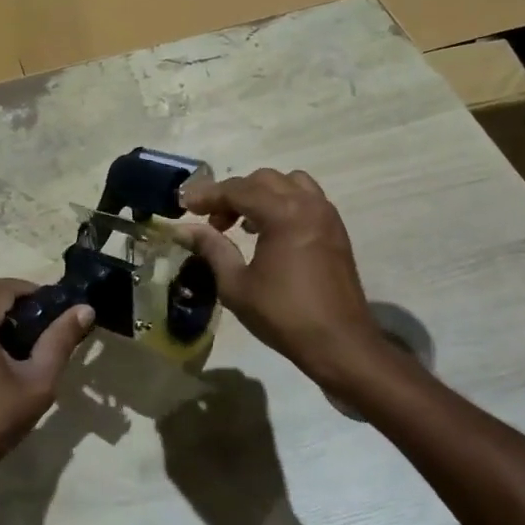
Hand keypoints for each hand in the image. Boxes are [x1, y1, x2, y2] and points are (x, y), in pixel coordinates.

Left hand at [0, 279, 93, 488]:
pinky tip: (2, 346)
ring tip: (28, 336)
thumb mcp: (37, 381)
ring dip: (0, 310)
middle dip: (18, 301)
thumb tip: (85, 309)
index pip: (6, 287)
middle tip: (46, 324)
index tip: (59, 311)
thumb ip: (60, 339)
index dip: (35, 293)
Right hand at [176, 169, 408, 395]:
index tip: (183, 205)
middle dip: (233, 194)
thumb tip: (184, 229)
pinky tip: (269, 233)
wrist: (340, 344)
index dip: (207, 195)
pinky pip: (306, 199)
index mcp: (283, 214)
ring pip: (288, 183)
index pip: (237, 190)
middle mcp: (308, 204)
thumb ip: (211, 249)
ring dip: (261, 194)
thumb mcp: (236, 285)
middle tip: (212, 222)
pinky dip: (283, 203)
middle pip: (262, 180)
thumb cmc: (284, 315)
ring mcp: (326, 215)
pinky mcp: (336, 230)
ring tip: (243, 223)